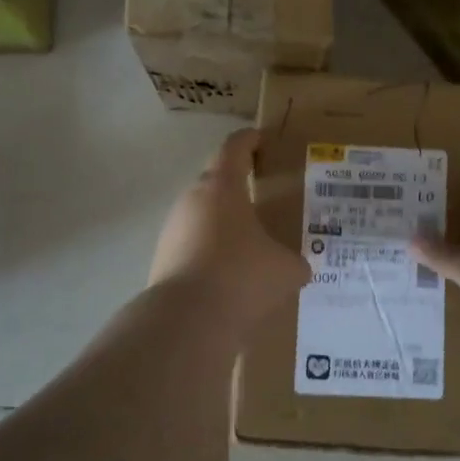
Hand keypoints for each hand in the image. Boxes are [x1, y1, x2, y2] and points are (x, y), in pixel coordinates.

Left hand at [150, 128, 309, 332]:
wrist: (187, 322)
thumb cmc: (242, 277)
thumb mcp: (286, 269)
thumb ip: (295, 261)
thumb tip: (297, 267)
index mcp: (222, 187)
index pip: (234, 148)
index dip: (249, 140)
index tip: (261, 138)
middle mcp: (191, 201)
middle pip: (214, 182)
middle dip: (237, 186)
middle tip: (262, 195)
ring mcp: (172, 231)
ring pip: (202, 217)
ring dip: (223, 223)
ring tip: (249, 241)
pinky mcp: (163, 261)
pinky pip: (193, 247)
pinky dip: (211, 253)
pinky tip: (230, 275)